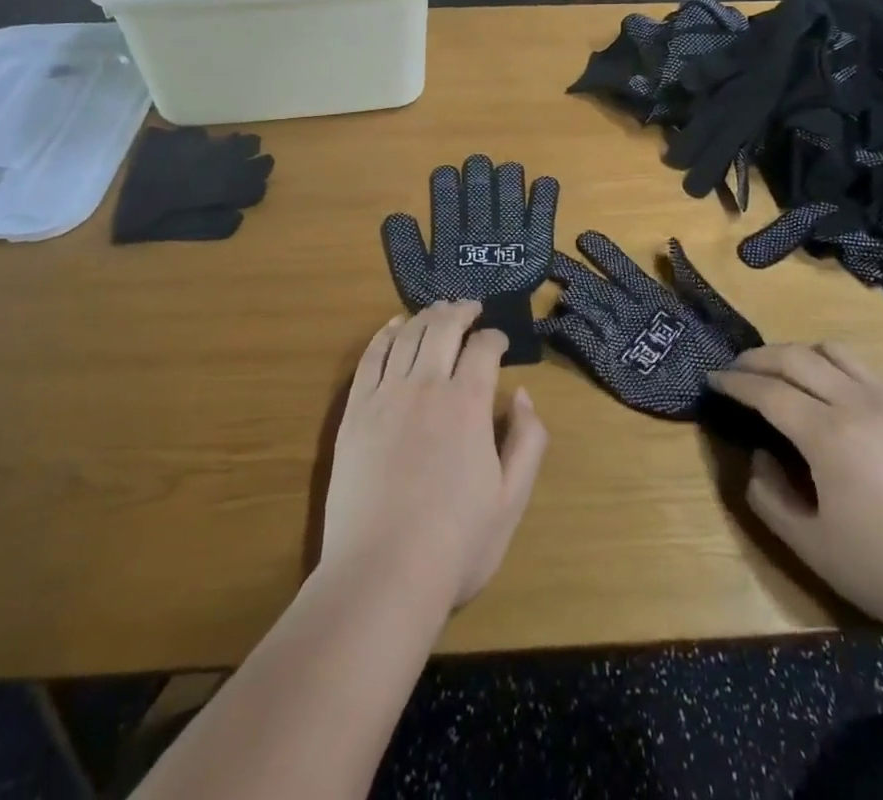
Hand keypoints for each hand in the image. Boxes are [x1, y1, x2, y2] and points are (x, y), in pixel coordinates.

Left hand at [321, 301, 547, 612]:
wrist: (380, 576)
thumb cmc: (455, 544)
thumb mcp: (512, 500)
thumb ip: (528, 441)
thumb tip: (523, 395)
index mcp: (468, 404)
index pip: (483, 348)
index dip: (495, 337)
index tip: (500, 341)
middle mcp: (426, 385)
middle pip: (443, 328)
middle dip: (460, 311)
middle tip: (470, 307)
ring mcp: (385, 395)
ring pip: (407, 335)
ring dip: (426, 316)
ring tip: (438, 310)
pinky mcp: (354, 411)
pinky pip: (370, 357)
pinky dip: (385, 334)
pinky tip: (393, 326)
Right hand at [707, 343, 882, 641]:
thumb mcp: (810, 545)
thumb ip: (768, 496)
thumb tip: (758, 455)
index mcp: (827, 434)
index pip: (767, 391)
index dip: (734, 382)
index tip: (712, 378)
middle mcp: (855, 403)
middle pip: (794, 357)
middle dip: (757, 358)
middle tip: (735, 369)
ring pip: (830, 350)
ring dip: (794, 353)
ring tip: (777, 371)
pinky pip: (860, 365)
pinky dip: (830, 362)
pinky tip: (824, 385)